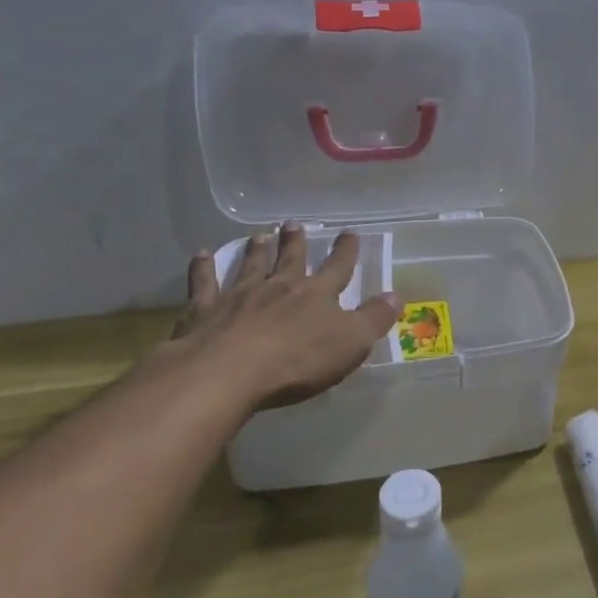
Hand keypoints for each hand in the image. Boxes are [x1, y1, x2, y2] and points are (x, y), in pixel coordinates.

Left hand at [169, 225, 400, 414]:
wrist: (229, 372)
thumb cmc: (298, 360)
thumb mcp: (351, 343)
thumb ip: (374, 318)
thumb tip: (396, 295)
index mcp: (317, 294)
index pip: (338, 267)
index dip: (346, 251)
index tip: (349, 233)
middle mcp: (279, 286)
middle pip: (290, 259)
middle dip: (296, 242)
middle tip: (294, 224)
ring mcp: (240, 296)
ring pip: (250, 265)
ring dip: (256, 250)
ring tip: (260, 235)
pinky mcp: (206, 311)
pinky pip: (205, 284)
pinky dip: (203, 268)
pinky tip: (201, 255)